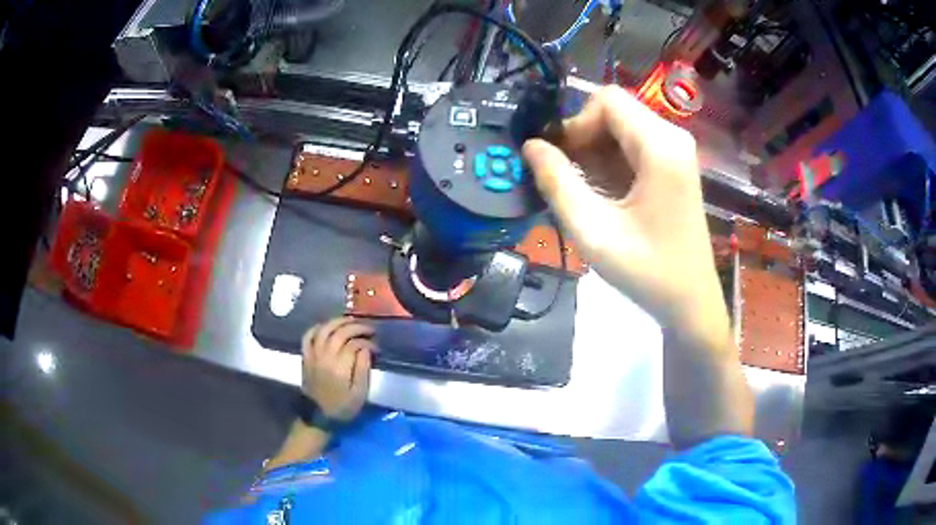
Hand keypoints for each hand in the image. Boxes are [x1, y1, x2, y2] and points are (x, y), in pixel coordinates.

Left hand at [301, 317, 374, 421]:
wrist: (318, 417)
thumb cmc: (342, 408)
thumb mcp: (359, 394)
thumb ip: (363, 370)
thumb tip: (366, 349)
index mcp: (340, 367)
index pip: (355, 344)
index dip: (368, 343)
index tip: (376, 348)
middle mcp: (325, 357)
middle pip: (340, 333)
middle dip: (356, 327)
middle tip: (368, 329)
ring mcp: (313, 355)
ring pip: (324, 330)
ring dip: (338, 322)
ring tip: (350, 321)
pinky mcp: (306, 357)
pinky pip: (308, 336)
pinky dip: (316, 328)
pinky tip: (326, 326)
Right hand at [523, 86, 729, 346]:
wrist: (690, 300)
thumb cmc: (647, 271)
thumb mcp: (593, 231)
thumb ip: (557, 182)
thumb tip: (531, 145)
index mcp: (661, 146)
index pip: (607, 100)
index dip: (576, 123)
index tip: (561, 161)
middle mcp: (673, 137)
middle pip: (614, 110)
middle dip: (583, 137)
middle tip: (566, 177)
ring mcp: (676, 150)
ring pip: (621, 126)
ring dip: (595, 151)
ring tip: (583, 190)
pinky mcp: (674, 164)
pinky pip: (633, 144)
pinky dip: (610, 160)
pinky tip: (604, 193)